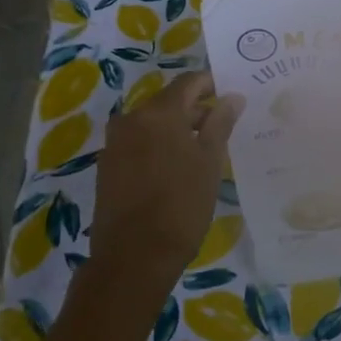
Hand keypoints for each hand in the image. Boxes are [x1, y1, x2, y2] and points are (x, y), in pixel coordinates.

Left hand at [91, 71, 242, 287]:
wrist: (133, 257)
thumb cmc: (181, 205)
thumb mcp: (210, 161)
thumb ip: (221, 123)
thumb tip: (233, 97)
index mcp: (158, 112)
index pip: (188, 82)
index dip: (211, 84)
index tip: (231, 96)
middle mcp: (131, 119)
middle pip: (169, 102)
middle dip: (196, 109)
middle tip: (223, 126)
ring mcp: (115, 143)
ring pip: (153, 123)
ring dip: (177, 129)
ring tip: (203, 149)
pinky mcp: (108, 166)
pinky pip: (139, 142)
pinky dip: (159, 145)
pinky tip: (177, 167)